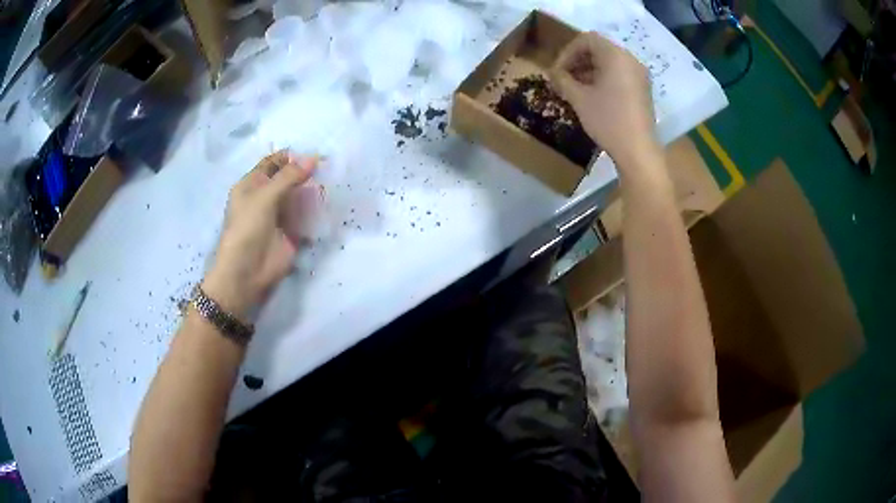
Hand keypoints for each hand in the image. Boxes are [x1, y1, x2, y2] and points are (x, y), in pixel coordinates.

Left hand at [202, 151, 316, 319]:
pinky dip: (316, 210)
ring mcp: (278, 215)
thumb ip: (289, 177)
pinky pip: (305, 216)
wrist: (246, 272)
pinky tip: (329, 202)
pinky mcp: (291, 232)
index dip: (290, 156)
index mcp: (251, 185)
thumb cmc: (247, 229)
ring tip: (332, 181)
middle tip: (328, 165)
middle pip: (287, 178)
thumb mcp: (264, 197)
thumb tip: (313, 157)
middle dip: (304, 172)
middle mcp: (264, 197)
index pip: (272, 163)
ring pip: (298, 196)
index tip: (313, 152)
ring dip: (312, 190)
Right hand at [551, 32, 658, 164]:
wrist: (638, 150)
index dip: (567, 52)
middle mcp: (630, 60)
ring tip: (575, 89)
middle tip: (563, 79)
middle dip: (577, 61)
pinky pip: (620, 75)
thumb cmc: (608, 120)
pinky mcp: (642, 90)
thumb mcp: (579, 99)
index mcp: (616, 56)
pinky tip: (593, 97)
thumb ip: (562, 80)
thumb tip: (552, 74)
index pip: (587, 39)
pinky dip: (603, 79)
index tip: (558, 71)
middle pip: (599, 49)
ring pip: (609, 63)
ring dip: (589, 71)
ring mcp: (639, 75)